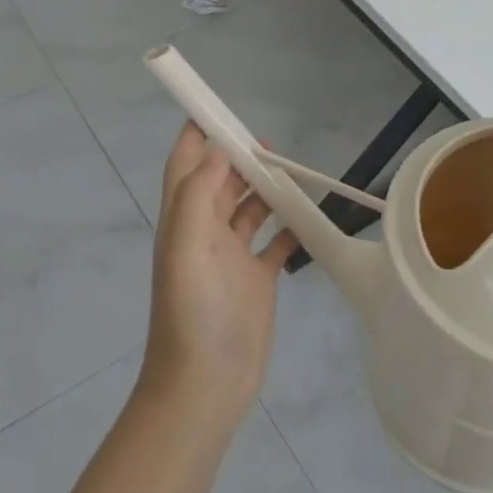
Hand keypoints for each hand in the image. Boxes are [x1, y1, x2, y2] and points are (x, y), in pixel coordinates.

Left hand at [139, 123, 296, 429]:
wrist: (206, 384)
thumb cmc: (193, 313)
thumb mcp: (187, 248)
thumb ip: (197, 195)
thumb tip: (214, 149)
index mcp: (184, 221)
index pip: (185, 166)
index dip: (196, 136)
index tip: (216, 108)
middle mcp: (206, 233)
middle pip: (221, 182)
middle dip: (238, 157)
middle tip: (268, 141)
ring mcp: (232, 256)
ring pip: (250, 208)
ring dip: (266, 187)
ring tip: (291, 170)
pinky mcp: (256, 278)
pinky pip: (275, 241)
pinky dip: (289, 225)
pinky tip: (308, 214)